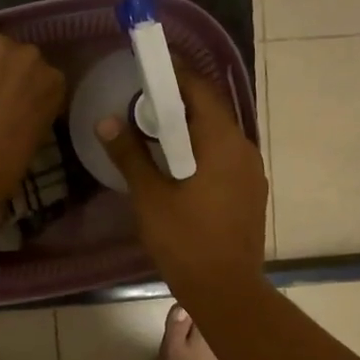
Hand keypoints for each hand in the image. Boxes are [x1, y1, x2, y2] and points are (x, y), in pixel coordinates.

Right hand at [98, 69, 267, 302]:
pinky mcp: (252, 194)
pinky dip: (203, 151)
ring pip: (220, 136)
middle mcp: (245, 149)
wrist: (226, 291)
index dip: (175, 74)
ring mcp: (253, 173)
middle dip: (180, 102)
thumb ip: (129, 155)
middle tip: (145, 102)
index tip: (149, 68)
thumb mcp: (150, 197)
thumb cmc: (185, 241)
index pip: (200, 90)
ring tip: (157, 133)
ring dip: (191, 129)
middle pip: (212, 111)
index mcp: (223, 142)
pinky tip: (180, 167)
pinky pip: (226, 158)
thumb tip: (106, 120)